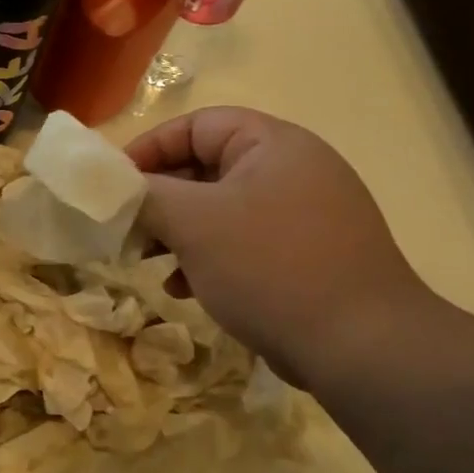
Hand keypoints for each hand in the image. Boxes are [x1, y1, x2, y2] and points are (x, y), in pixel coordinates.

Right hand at [126, 108, 435, 385]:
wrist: (360, 347)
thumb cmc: (268, 266)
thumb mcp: (193, 222)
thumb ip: (146, 194)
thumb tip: (115, 187)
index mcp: (273, 145)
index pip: (196, 125)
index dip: (149, 148)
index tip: (114, 186)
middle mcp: (293, 171)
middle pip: (205, 168)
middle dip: (159, 199)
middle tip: (126, 227)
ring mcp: (303, 216)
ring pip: (219, 210)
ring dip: (177, 233)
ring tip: (148, 261)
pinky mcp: (305, 257)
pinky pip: (241, 243)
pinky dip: (206, 258)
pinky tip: (183, 288)